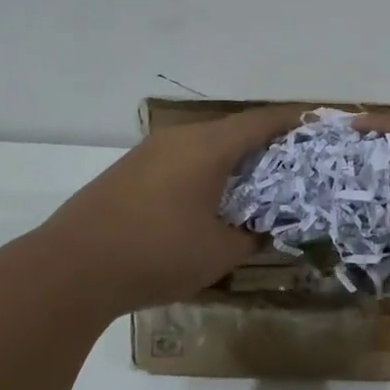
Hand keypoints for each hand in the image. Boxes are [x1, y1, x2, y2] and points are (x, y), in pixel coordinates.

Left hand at [29, 105, 305, 317]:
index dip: (293, 121)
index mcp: (207, 147)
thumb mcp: (219, 252)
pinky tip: (207, 200)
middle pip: (233, 130)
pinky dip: (204, 171)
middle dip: (265, 144)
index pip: (261, 121)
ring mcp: (149, 152)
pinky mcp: (129, 171)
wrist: (71, 267)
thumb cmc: (157, 254)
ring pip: (204, 145)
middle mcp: (179, 138)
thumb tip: (266, 229)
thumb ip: (252, 236)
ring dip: (232, 159)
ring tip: (254, 186)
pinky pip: (180, 160)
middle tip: (292, 166)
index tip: (317, 126)